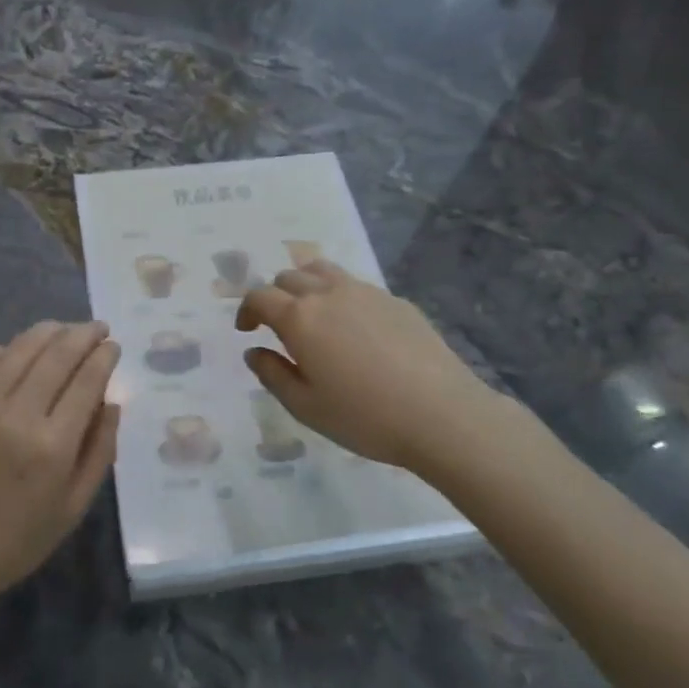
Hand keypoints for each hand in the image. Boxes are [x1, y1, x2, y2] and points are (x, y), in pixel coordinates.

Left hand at [0, 321, 119, 617]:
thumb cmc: (16, 540)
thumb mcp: (73, 507)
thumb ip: (99, 451)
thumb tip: (112, 402)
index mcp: (53, 445)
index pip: (87, 380)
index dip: (104, 356)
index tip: (113, 346)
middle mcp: (17, 415)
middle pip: (58, 355)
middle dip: (83, 335)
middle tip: (97, 328)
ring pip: (20, 348)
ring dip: (48, 332)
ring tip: (64, 329)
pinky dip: (6, 348)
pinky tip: (19, 349)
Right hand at [236, 261, 504, 470]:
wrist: (442, 415)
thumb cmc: (364, 416)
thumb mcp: (305, 407)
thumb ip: (272, 374)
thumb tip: (254, 352)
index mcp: (299, 318)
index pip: (260, 296)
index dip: (246, 310)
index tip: (247, 330)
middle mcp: (328, 293)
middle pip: (289, 277)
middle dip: (275, 296)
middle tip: (277, 325)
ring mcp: (366, 292)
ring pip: (323, 271)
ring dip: (306, 285)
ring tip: (312, 314)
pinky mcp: (396, 300)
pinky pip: (356, 286)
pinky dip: (340, 296)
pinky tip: (354, 329)